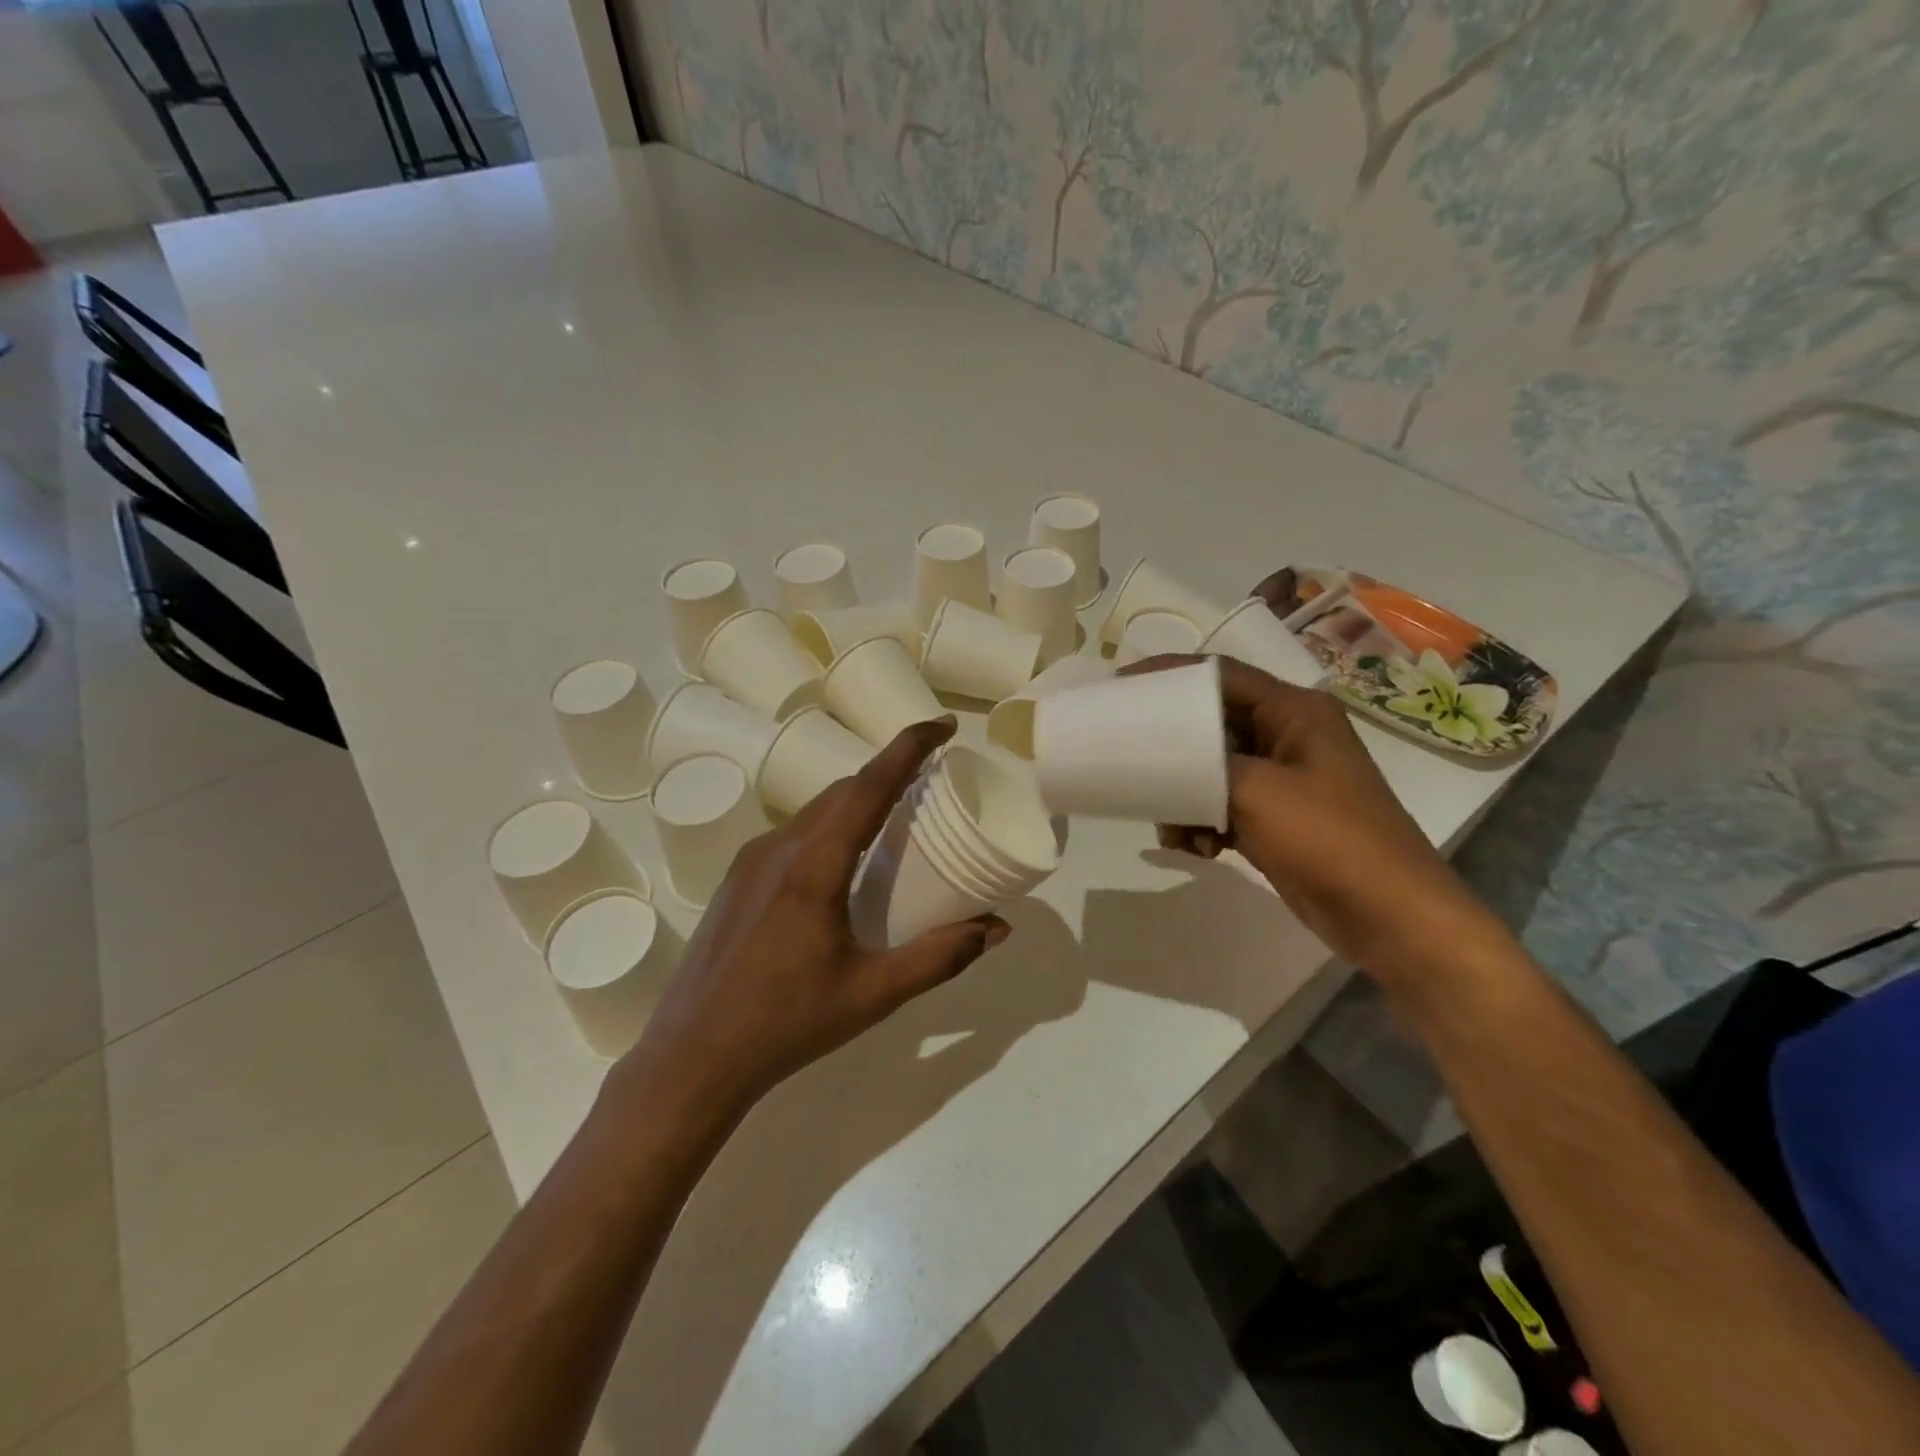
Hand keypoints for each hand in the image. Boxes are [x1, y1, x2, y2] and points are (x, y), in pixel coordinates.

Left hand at [613, 718, 1009, 1117]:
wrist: (691, 1057)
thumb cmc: (786, 1024)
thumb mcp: (873, 994)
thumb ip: (940, 957)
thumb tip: (997, 928)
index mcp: (814, 865)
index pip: (869, 785)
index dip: (909, 747)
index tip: (945, 726)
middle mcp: (779, 847)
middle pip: (843, 790)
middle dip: (890, 773)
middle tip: (933, 781)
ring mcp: (751, 861)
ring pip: (816, 810)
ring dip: (859, 800)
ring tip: (896, 820)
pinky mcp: (738, 879)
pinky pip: (795, 833)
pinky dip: (832, 826)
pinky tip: (845, 862)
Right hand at [1123, 655, 1509, 985]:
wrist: (1388, 918)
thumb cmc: (1329, 840)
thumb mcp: (1256, 791)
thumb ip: (1202, 763)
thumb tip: (1161, 758)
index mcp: (1295, 712)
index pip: (1222, 674)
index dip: (1170, 674)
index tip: (1122, 685)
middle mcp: (1289, 736)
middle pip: (1213, 722)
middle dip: (1171, 745)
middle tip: (1128, 754)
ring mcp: (1283, 779)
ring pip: (1212, 768)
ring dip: (1184, 794)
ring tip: (1170, 825)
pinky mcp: (1275, 818)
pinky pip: (1222, 804)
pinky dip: (1203, 822)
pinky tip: (1196, 848)